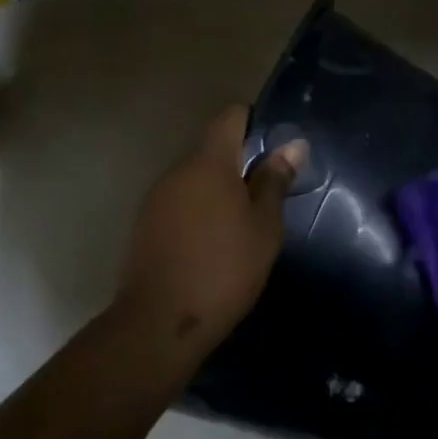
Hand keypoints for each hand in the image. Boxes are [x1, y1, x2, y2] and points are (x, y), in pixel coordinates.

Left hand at [113, 106, 305, 364]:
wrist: (161, 322)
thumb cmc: (224, 270)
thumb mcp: (263, 228)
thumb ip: (274, 182)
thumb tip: (293, 145)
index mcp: (208, 163)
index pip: (230, 116)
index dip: (255, 122)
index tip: (276, 148)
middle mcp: (177, 171)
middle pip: (212, 150)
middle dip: (240, 164)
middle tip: (268, 196)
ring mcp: (156, 198)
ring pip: (195, 180)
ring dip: (218, 192)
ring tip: (242, 226)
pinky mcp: (144, 225)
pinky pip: (179, 204)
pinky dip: (199, 213)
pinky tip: (213, 245)